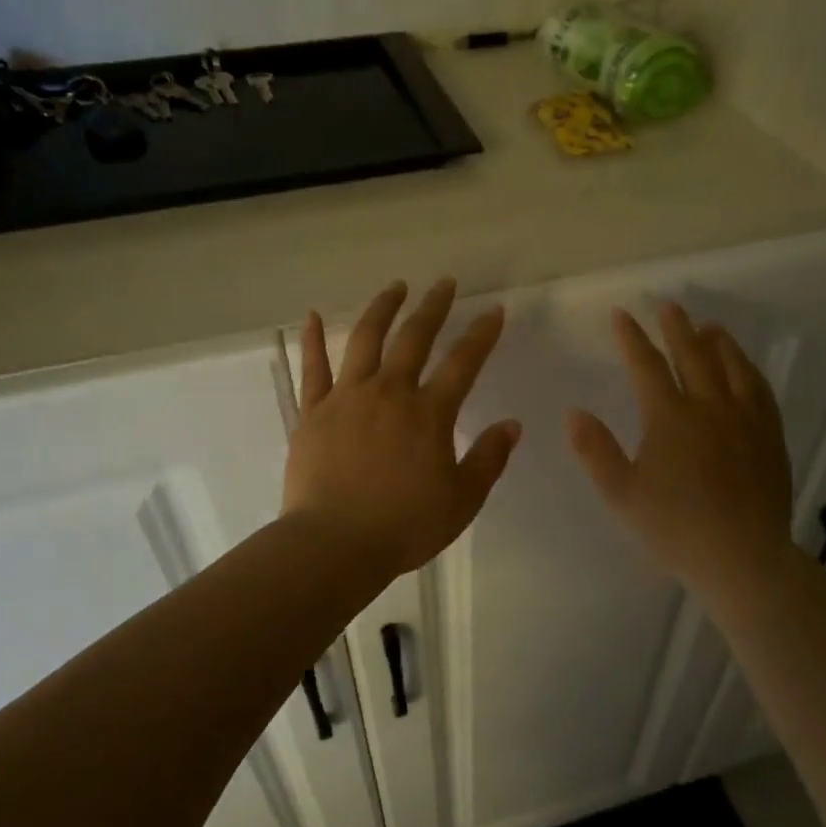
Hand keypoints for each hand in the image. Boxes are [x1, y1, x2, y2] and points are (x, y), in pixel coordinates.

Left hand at [285, 279, 521, 576]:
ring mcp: (347, 398)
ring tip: (395, 287)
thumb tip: (512, 424)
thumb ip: (489, 459)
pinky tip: (314, 316)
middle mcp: (389, 393)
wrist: (335, 544)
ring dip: (382, 309)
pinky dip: (313, 340)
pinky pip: (313, 368)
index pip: (463, 362)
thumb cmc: (405, 526)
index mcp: (429, 413)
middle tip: (444, 283)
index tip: (493, 310)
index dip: (481, 334)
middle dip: (433, 307)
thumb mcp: (462, 499)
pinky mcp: (313, 412)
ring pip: (366, 340)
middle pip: (414, 338)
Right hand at [567, 302, 798, 593]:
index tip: (621, 314)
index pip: (647, 365)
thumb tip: (573, 412)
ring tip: (710, 327)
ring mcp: (745, 420)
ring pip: (733, 367)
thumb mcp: (621, 492)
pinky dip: (749, 370)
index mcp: (670, 417)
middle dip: (677, 327)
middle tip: (668, 305)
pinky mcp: (770, 436)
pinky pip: (761, 390)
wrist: (741, 557)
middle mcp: (710, 407)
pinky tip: (746, 368)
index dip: (631, 337)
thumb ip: (595, 449)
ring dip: (718, 342)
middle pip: (693, 355)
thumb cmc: (673, 527)